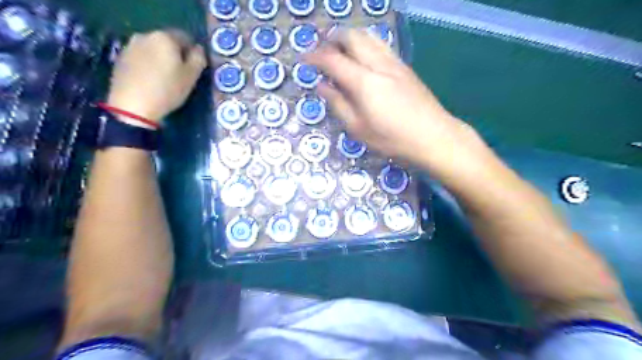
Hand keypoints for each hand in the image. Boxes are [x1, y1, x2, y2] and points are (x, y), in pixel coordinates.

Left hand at [106, 31, 204, 125]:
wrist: (132, 106)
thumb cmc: (167, 90)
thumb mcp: (191, 77)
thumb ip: (199, 59)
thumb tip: (199, 50)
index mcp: (165, 37)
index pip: (185, 37)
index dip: (193, 52)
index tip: (195, 67)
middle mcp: (145, 36)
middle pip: (167, 42)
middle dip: (176, 55)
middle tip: (182, 74)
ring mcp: (130, 46)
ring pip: (153, 49)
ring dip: (161, 60)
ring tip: (166, 79)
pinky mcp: (121, 59)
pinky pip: (141, 58)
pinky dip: (149, 65)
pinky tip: (151, 81)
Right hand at [306, 30, 480, 170]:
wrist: (434, 136)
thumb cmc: (393, 139)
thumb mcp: (359, 128)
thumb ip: (339, 104)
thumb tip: (322, 86)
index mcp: (364, 82)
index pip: (333, 60)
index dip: (316, 57)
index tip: (304, 60)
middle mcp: (378, 64)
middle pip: (352, 37)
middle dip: (333, 39)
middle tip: (322, 51)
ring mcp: (394, 63)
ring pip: (368, 36)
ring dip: (350, 38)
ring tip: (340, 50)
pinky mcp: (405, 67)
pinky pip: (381, 45)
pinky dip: (366, 44)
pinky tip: (363, 57)